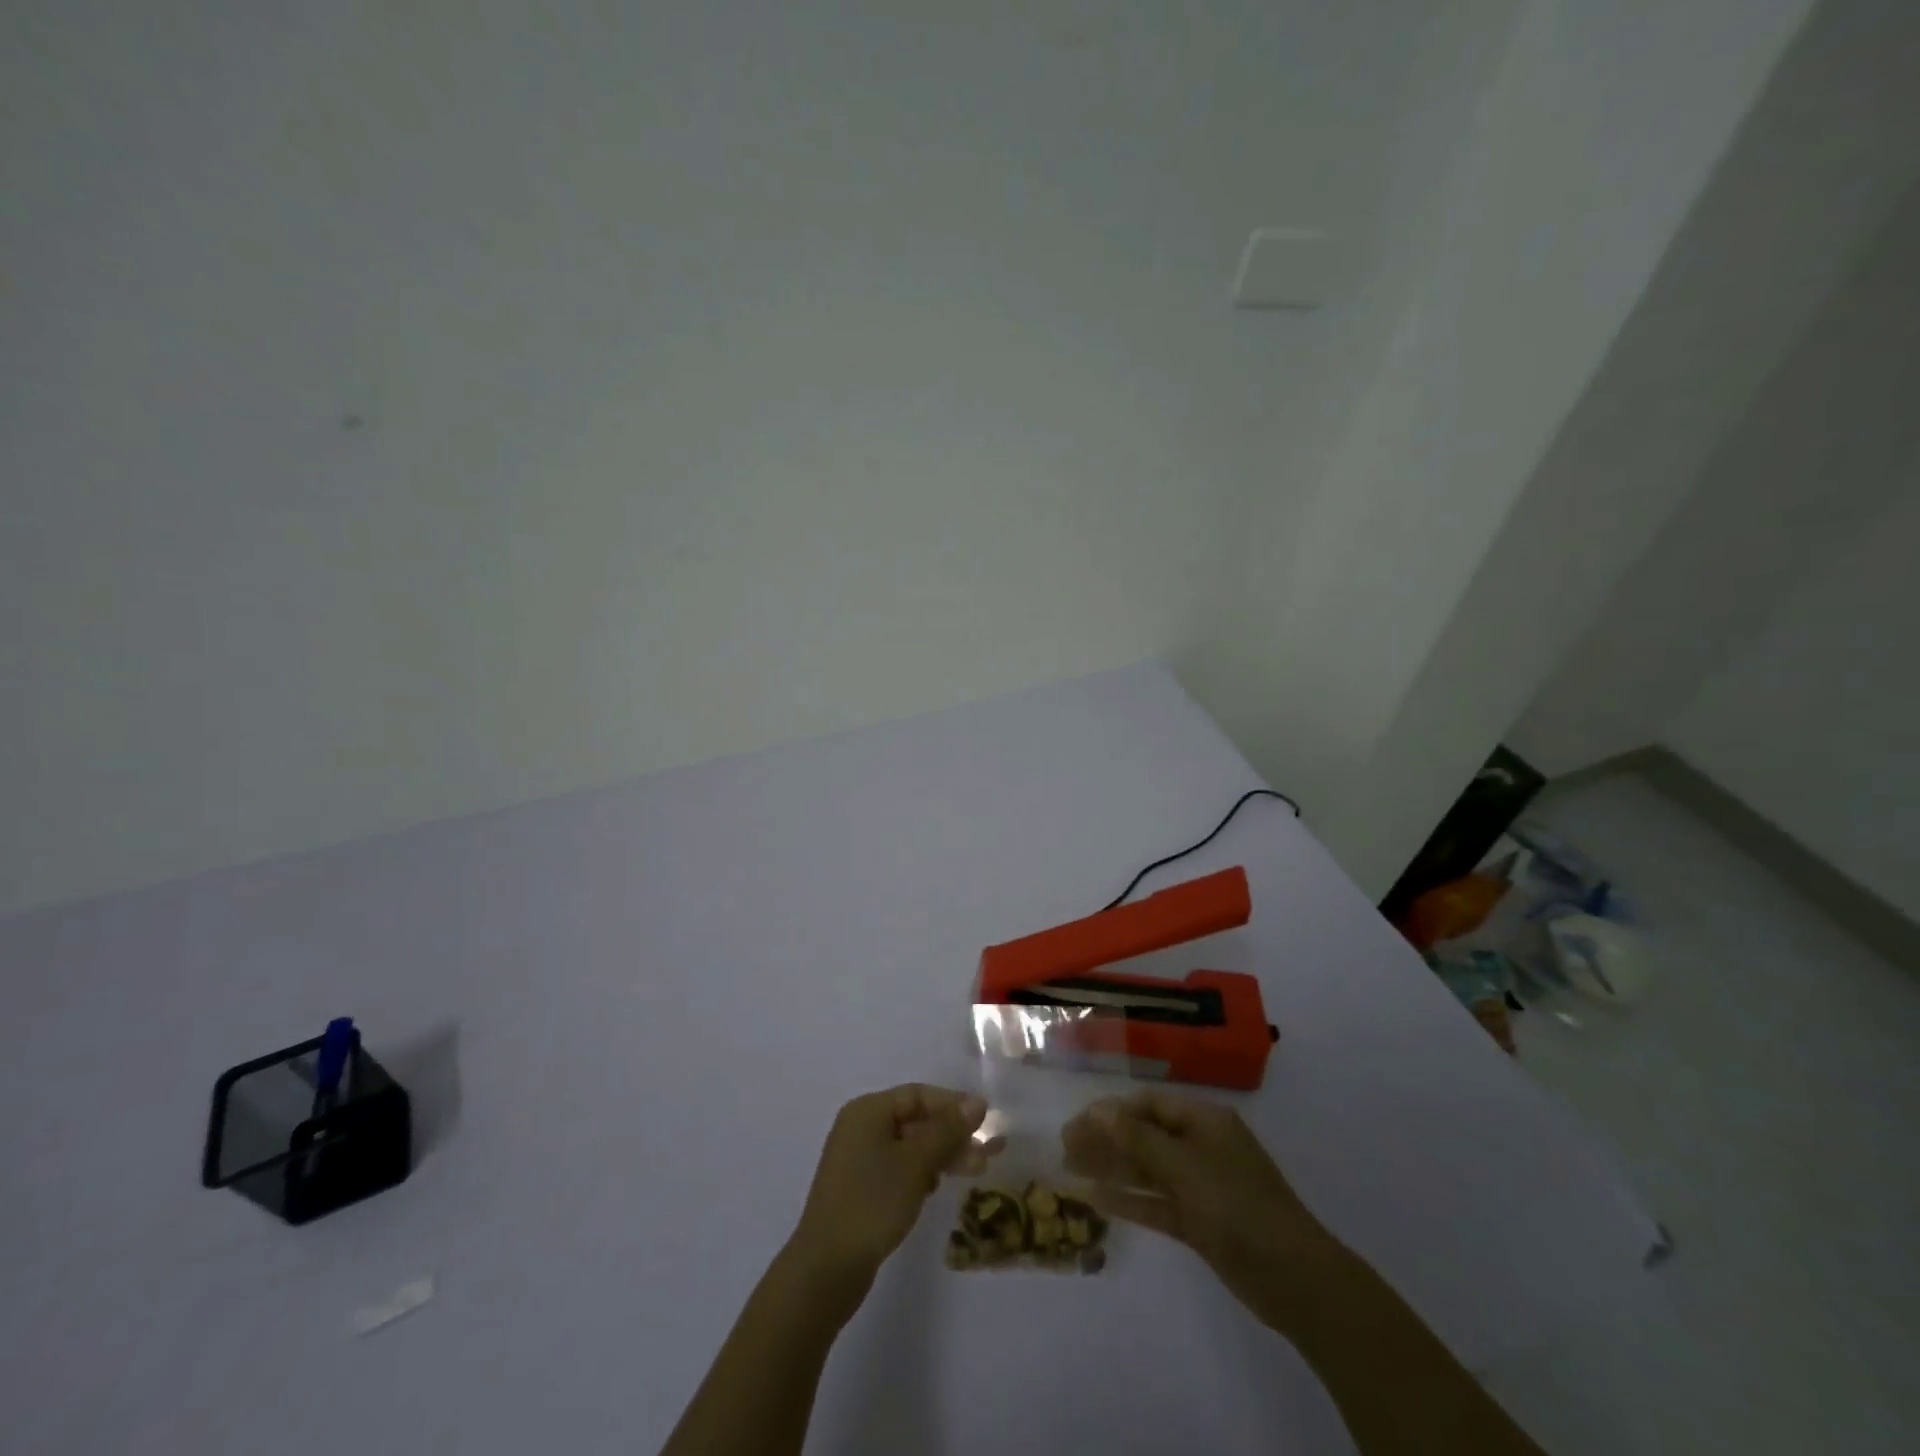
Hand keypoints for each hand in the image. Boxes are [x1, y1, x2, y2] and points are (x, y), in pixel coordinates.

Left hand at [788, 1084, 986, 1298]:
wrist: (825, 1270)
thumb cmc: (872, 1203)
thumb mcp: (915, 1163)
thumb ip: (947, 1130)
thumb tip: (977, 1101)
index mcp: (867, 1111)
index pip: (918, 1095)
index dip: (954, 1105)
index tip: (986, 1122)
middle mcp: (860, 1127)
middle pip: (915, 1120)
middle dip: (952, 1134)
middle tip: (987, 1154)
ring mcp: (858, 1159)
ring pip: (909, 1146)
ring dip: (942, 1155)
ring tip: (975, 1172)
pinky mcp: (860, 1188)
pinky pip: (898, 1168)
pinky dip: (921, 1173)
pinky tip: (936, 1189)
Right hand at [1062, 1089, 1338, 1328]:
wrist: (1295, 1279)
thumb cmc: (1237, 1207)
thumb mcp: (1184, 1166)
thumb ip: (1137, 1138)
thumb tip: (1098, 1110)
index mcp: (1203, 1120)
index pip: (1147, 1103)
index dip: (1110, 1111)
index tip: (1075, 1124)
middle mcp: (1200, 1145)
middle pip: (1144, 1133)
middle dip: (1105, 1138)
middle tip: (1065, 1148)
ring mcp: (1200, 1184)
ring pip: (1147, 1168)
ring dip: (1112, 1167)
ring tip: (1070, 1169)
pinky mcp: (1200, 1220)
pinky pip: (1156, 1201)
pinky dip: (1129, 1199)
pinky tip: (1097, 1199)